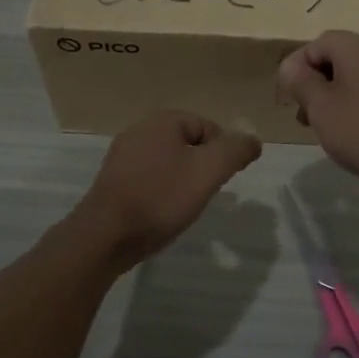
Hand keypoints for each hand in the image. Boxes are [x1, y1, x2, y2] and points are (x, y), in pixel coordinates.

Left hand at [77, 111, 261, 266]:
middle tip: (205, 194)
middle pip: (188, 144)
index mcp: (162, 121)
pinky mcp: (113, 181)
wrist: (105, 236)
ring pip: (168, 162)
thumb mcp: (208, 171)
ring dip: (182, 181)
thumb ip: (235, 151)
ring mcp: (122, 156)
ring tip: (184, 206)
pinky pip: (149, 178)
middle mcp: (139, 130)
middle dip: (202, 167)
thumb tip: (253, 141)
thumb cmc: (160, 198)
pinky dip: (161, 192)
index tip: (223, 181)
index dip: (222, 153)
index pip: (208, 127)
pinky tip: (161, 213)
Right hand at [276, 30, 358, 188]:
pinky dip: (345, 110)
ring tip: (318, 128)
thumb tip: (289, 66)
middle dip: (310, 86)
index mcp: (351, 47)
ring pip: (343, 81)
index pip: (312, 46)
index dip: (296, 69)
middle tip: (302, 114)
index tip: (290, 98)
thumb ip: (300, 81)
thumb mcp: (320, 105)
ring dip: (326, 100)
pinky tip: (342, 134)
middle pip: (328, 61)